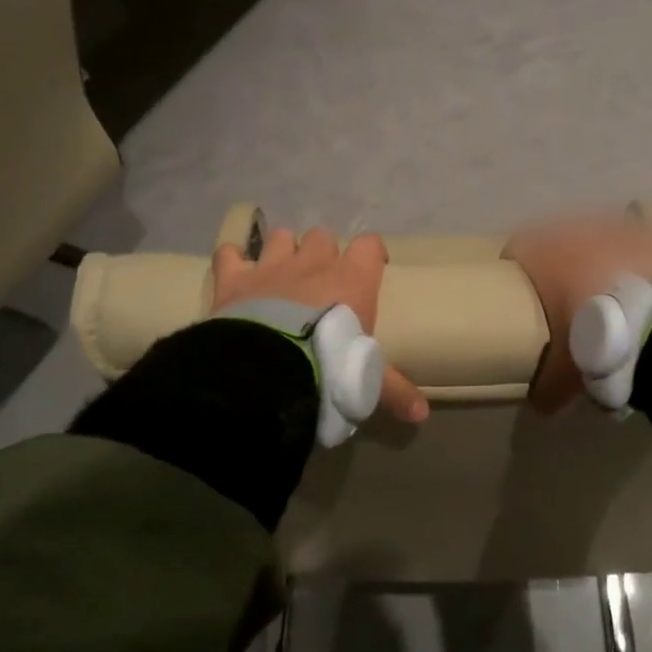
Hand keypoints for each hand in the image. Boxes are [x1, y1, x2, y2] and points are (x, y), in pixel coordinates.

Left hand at [212, 226, 428, 423]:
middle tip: (320, 281)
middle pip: (322, 236)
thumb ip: (394, 391)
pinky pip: (229, 253)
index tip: (371, 269)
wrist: (269, 370)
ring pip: (281, 237)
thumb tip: (422, 415)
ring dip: (282, 251)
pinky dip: (232, 260)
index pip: (369, 245)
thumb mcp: (367, 382)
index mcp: (351, 279)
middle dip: (321, 253)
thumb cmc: (329, 366)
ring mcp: (271, 265)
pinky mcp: (234, 277)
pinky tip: (234, 272)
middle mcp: (313, 262)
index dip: (370, 254)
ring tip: (280, 275)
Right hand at [503, 209, 651, 412]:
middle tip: (567, 292)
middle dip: (560, 260)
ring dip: (598, 249)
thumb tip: (539, 404)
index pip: (517, 248)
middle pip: (558, 237)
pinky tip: (644, 259)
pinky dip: (641, 239)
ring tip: (608, 280)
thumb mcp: (562, 373)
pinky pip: (644, 223)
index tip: (524, 293)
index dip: (519, 269)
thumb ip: (545, 386)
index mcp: (544, 255)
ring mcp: (617, 228)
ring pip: (598, 229)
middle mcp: (575, 231)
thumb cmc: (593, 341)